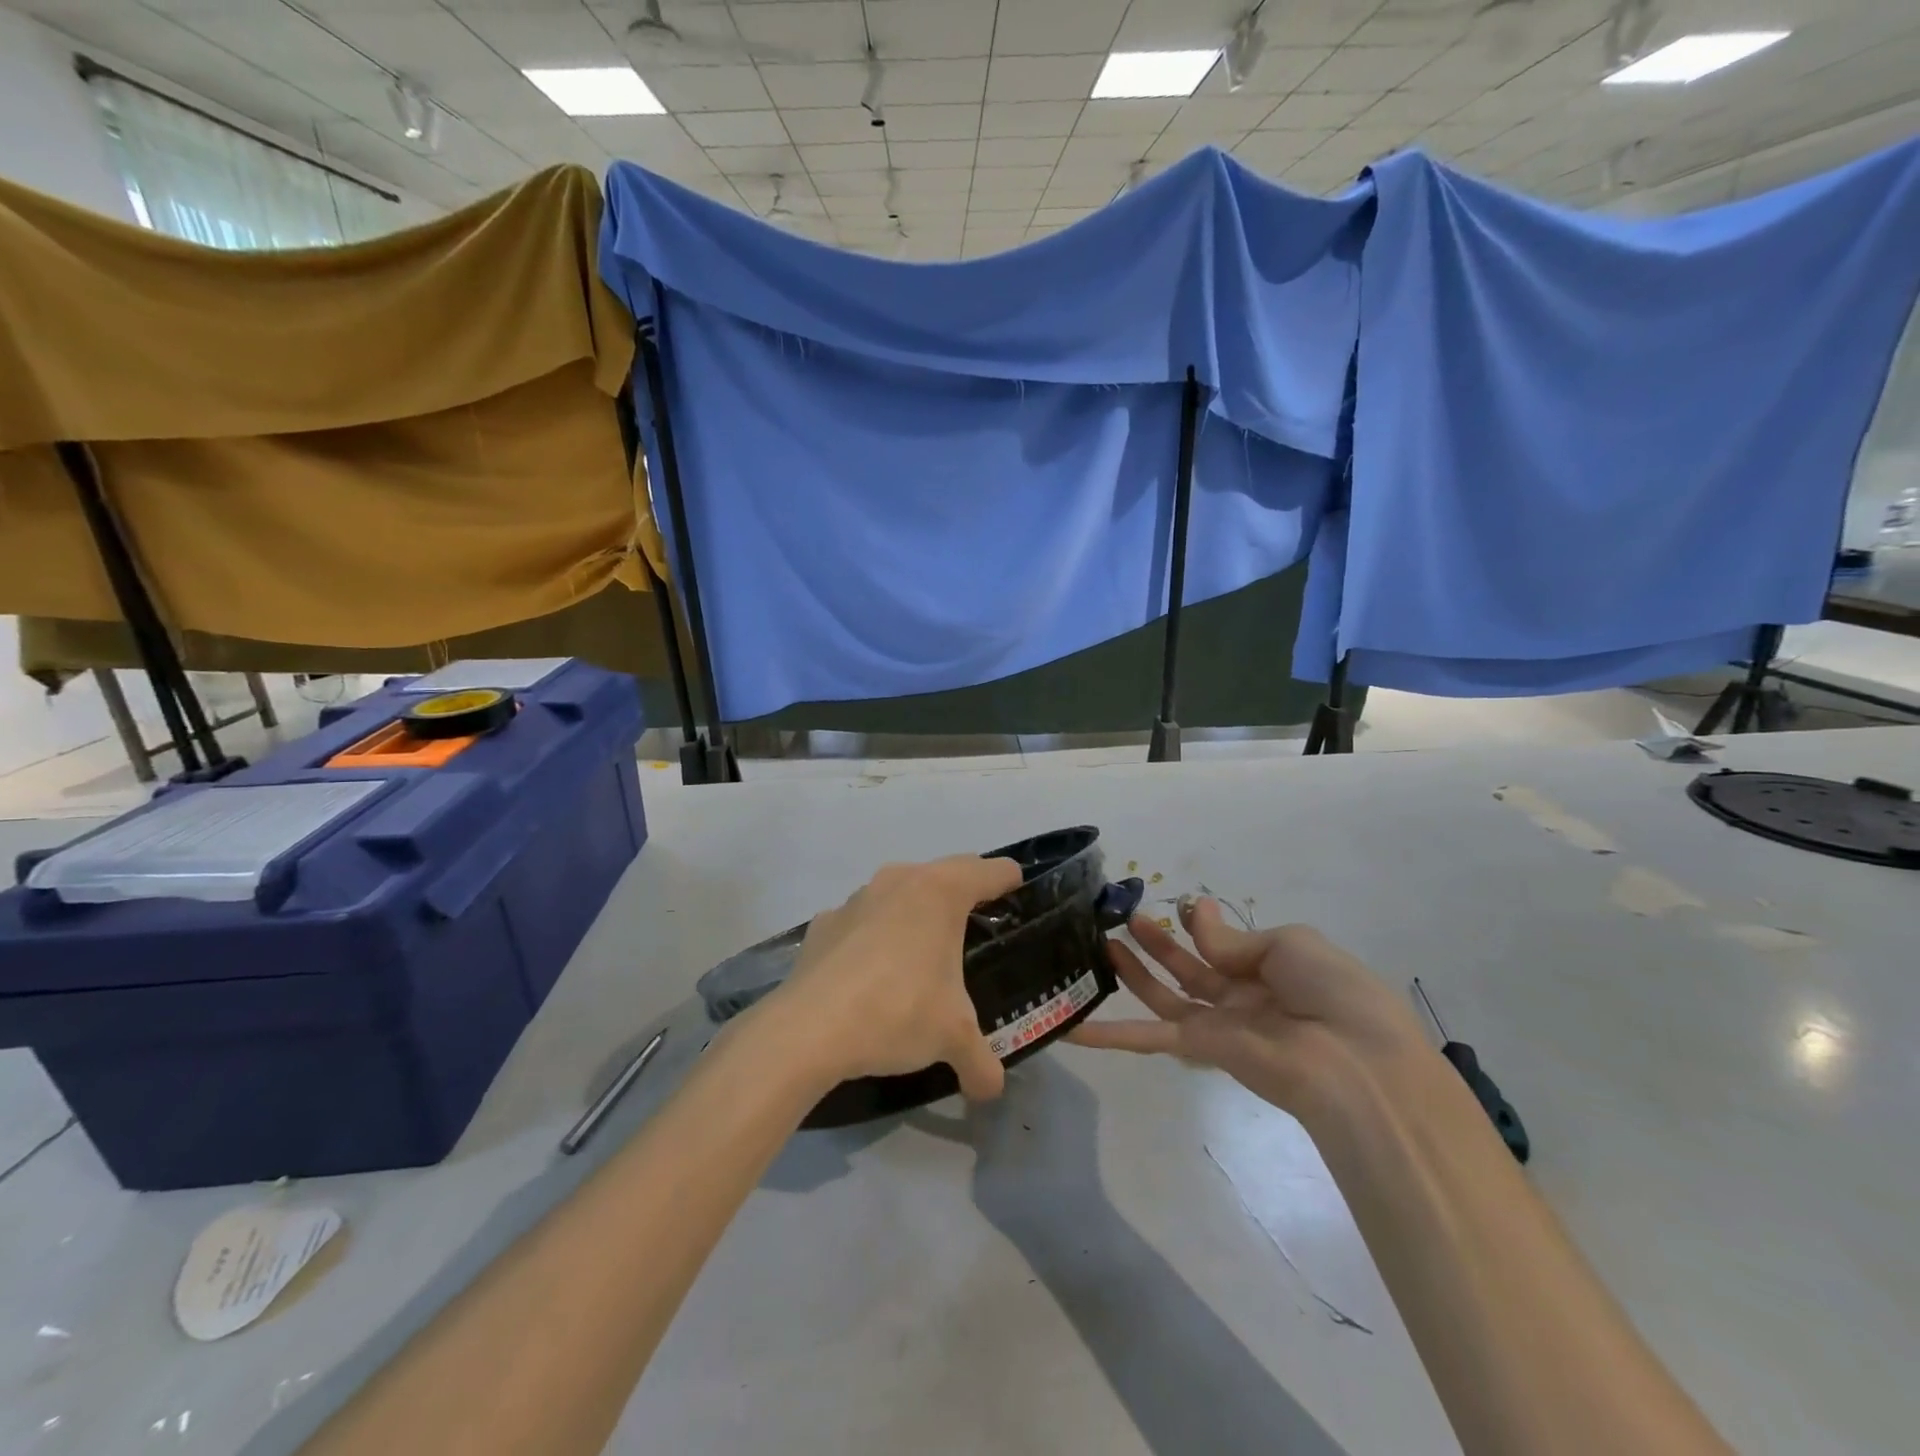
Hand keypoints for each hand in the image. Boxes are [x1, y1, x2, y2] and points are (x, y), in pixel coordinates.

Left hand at [760, 854, 1023, 1099]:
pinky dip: (873, 939)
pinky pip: (862, 922)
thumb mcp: (952, 1039)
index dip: (1012, 885)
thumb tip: (991, 1089)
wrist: (807, 1030)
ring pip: (900, 895)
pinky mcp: (823, 923)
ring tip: (920, 963)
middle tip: (975, 941)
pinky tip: (870, 979)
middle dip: (963, 901)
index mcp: (941, 891)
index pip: (993, 871)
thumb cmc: (897, 1012)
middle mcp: (899, 879)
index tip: (1019, 906)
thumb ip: (981, 1060)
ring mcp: (856, 898)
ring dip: (915, 917)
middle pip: (947, 875)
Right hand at [1067, 896, 1428, 1117]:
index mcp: (1273, 971)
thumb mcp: (1290, 944)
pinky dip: (1111, 1035)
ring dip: (1134, 972)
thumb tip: (1193, 917)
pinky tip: (1074, 1026)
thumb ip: (1231, 937)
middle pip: (1189, 968)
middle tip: (1125, 919)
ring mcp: (1221, 1026)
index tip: (1177, 905)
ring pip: (1165, 996)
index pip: (1226, 946)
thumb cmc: (1333, 991)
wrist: (1356, 1064)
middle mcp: (1244, 998)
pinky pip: (1150, 1036)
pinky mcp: (1201, 1049)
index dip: (1199, 925)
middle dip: (1159, 943)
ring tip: (1101, 943)